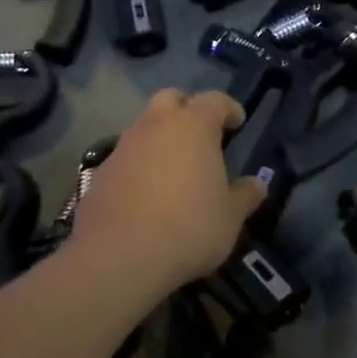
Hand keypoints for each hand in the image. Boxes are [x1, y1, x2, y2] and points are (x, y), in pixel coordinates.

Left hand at [68, 89, 265, 291]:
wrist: (119, 258)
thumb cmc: (189, 228)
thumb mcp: (230, 217)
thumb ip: (245, 195)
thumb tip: (257, 185)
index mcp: (193, 127)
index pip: (214, 100)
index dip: (228, 108)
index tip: (237, 122)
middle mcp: (155, 126)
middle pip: (170, 99)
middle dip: (187, 109)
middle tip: (201, 136)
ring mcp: (122, 148)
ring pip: (144, 128)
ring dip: (160, 139)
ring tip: (174, 169)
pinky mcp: (99, 174)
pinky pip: (125, 159)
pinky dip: (138, 167)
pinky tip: (146, 195)